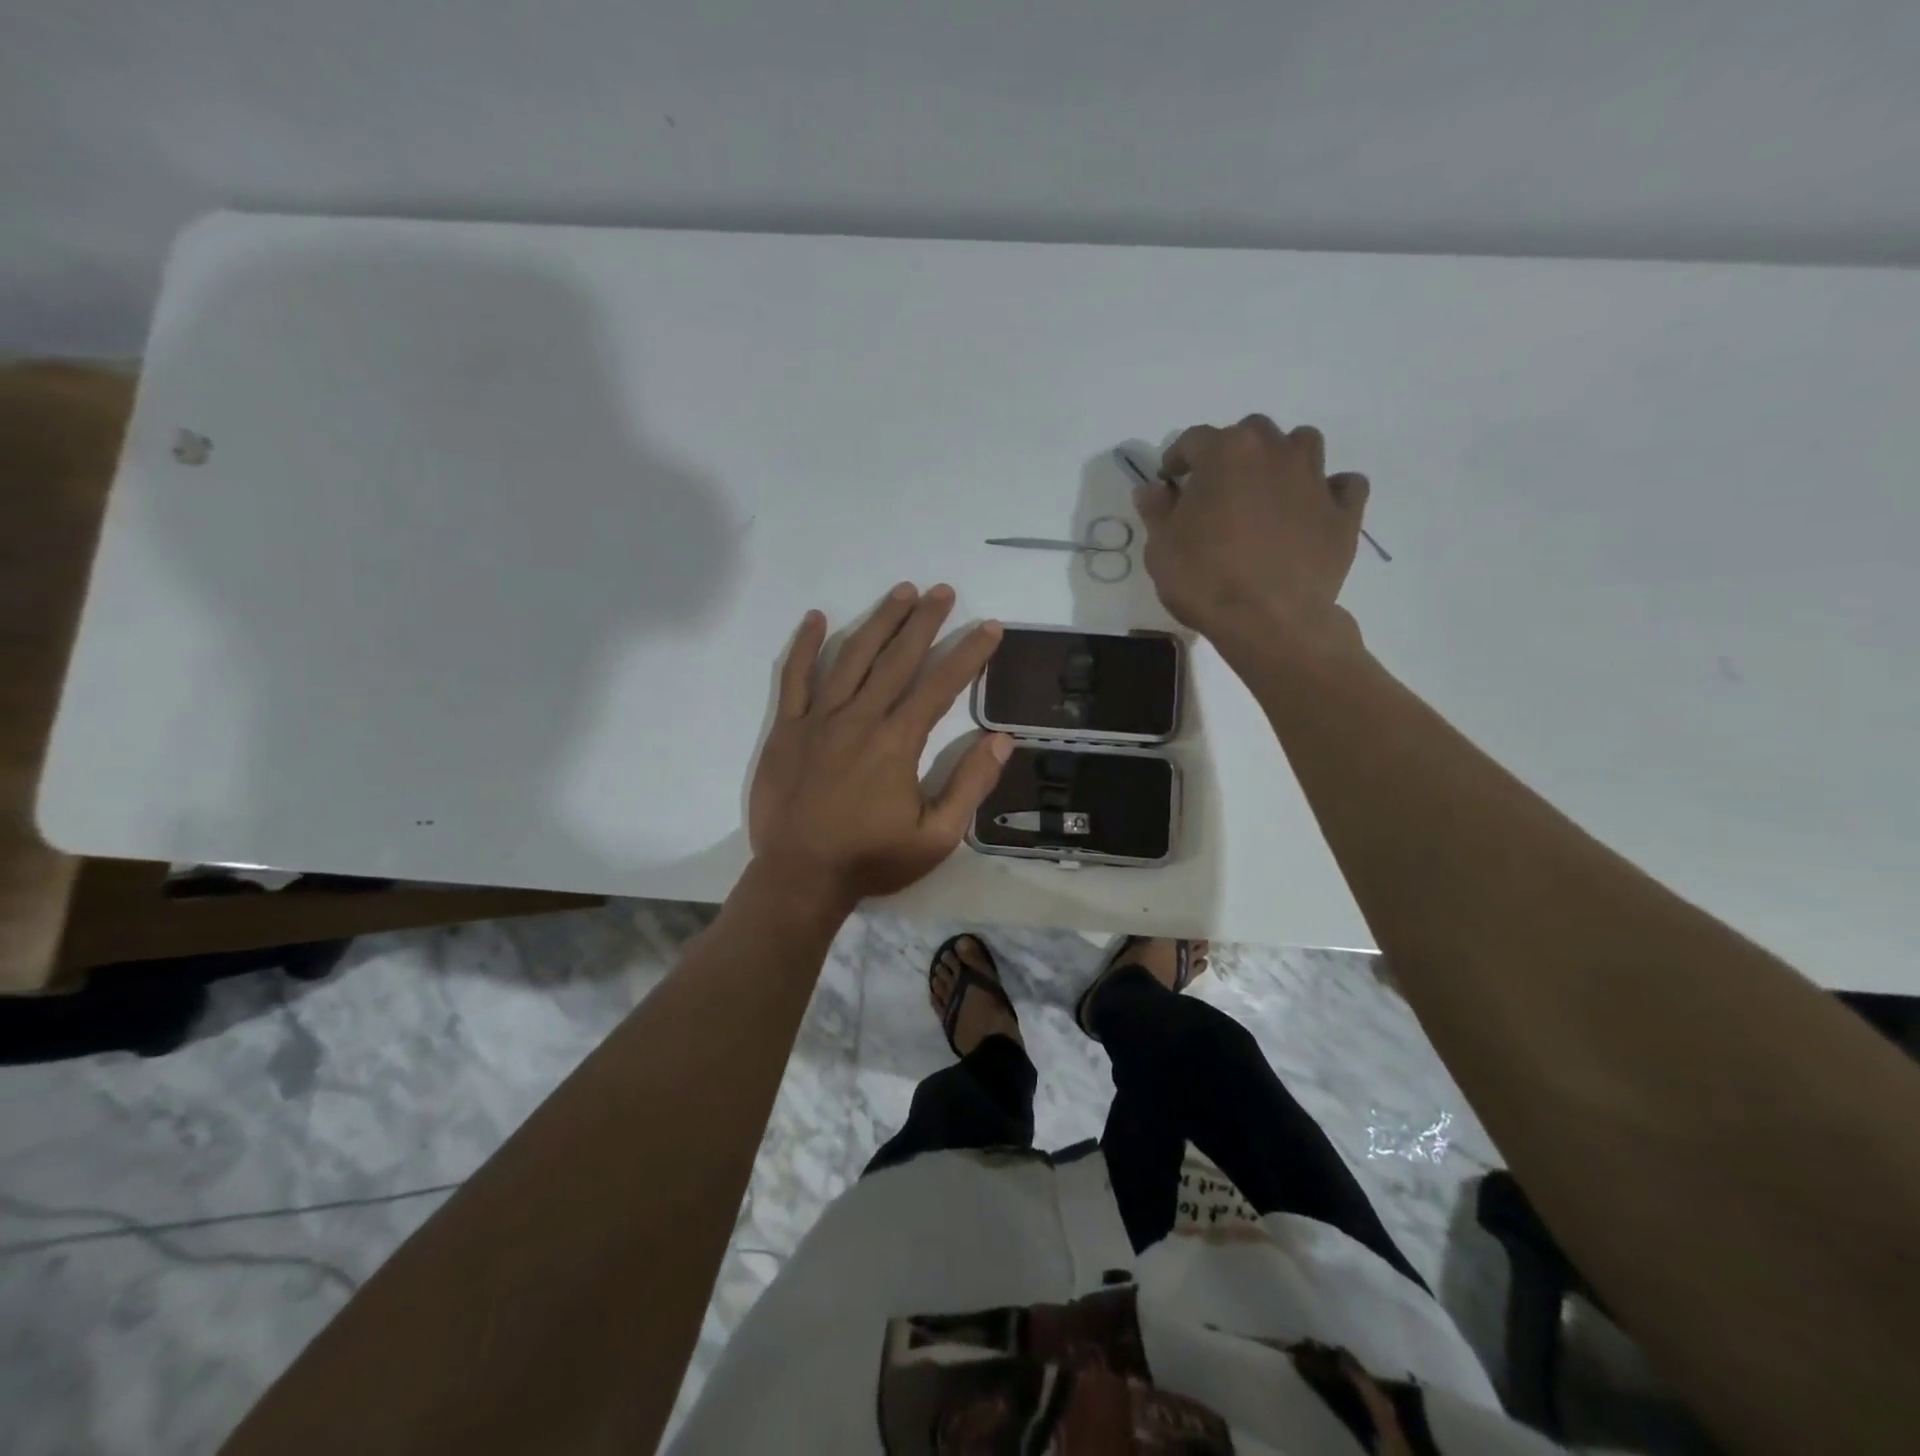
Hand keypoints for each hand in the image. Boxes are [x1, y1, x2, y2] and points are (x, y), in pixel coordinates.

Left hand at [748, 583, 1011, 908]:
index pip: (941, 685)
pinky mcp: (786, 729)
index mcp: (897, 742)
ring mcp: (818, 719)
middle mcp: (859, 718)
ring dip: (878, 621)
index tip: (989, 628)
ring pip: (850, 656)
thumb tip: (1002, 740)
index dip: (969, 653)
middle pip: (897, 658)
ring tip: (901, 593)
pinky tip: (816, 618)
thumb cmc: (871, 859)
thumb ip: (970, 785)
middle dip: (924, 621)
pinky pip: (794, 678)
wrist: (799, 878)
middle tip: (943, 591)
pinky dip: (805, 646)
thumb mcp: (936, 837)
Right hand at [1133, 414, 1369, 658]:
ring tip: (1268, 491)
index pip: (1194, 439)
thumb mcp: (1160, 548)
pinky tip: (1314, 510)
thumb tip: (1152, 489)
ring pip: (1303, 444)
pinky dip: (1330, 491)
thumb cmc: (1205, 580)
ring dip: (1283, 458)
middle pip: (1252, 432)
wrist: (1270, 620)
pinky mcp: (1344, 512)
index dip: (1177, 459)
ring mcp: (1315, 479)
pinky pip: (1345, 485)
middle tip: (1219, 487)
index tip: (1169, 482)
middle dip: (1233, 452)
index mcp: (1225, 453)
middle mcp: (1274, 452)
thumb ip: (1156, 511)